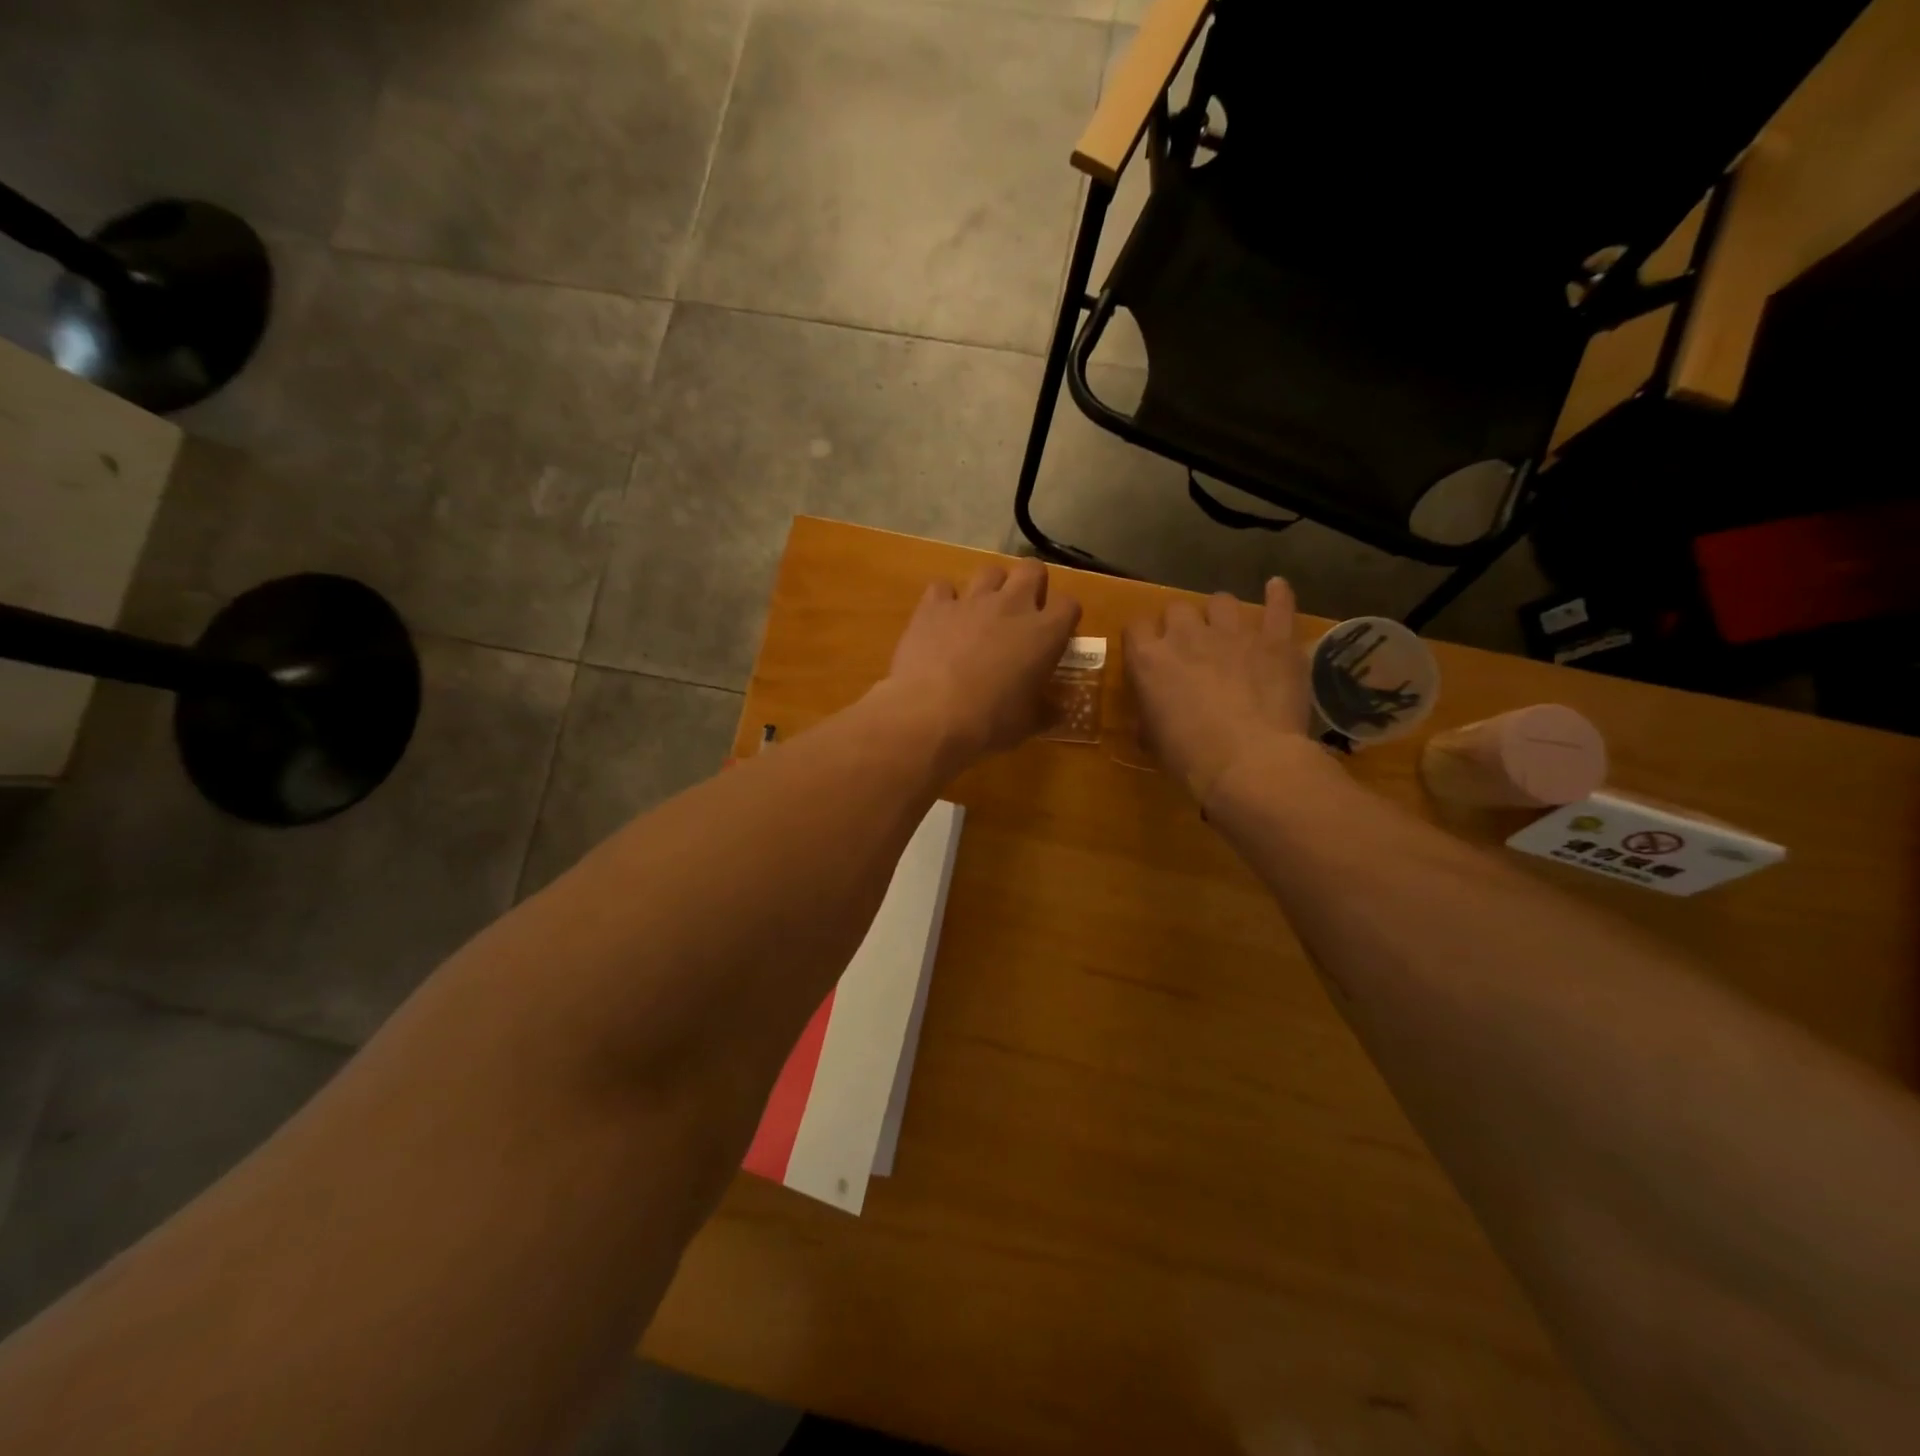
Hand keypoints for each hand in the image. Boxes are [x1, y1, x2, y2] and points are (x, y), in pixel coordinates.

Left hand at [884, 559, 1081, 768]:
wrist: (931, 716)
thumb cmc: (990, 723)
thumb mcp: (1028, 723)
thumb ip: (1047, 710)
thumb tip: (1058, 710)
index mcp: (1044, 633)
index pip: (1069, 605)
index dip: (1063, 618)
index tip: (1055, 636)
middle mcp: (1012, 606)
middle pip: (1032, 569)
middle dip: (1031, 585)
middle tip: (1022, 614)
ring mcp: (971, 601)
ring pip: (990, 571)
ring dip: (991, 588)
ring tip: (982, 615)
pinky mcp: (933, 606)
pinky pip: (943, 588)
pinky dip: (945, 601)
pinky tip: (942, 621)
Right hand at [1123, 578, 1310, 804]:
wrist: (1249, 763)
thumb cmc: (1190, 759)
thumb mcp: (1153, 742)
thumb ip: (1148, 717)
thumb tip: (1149, 717)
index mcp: (1150, 660)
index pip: (1135, 628)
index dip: (1142, 638)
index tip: (1149, 653)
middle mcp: (1187, 636)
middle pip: (1177, 609)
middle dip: (1181, 625)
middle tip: (1190, 649)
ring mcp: (1233, 633)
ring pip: (1221, 601)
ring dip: (1220, 614)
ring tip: (1228, 632)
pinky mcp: (1275, 640)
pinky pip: (1278, 605)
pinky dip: (1277, 596)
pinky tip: (1276, 589)